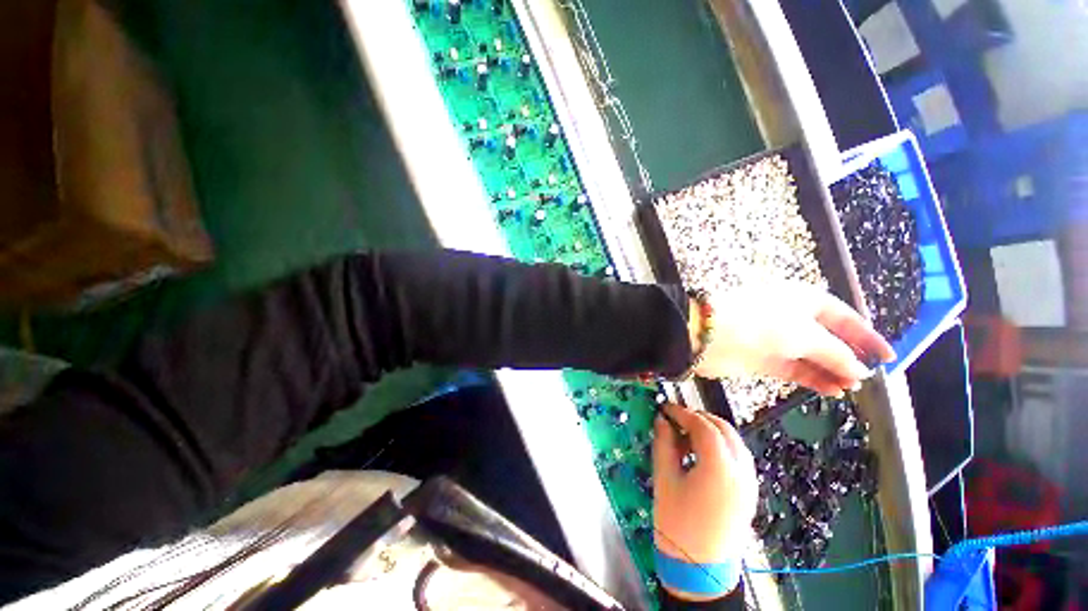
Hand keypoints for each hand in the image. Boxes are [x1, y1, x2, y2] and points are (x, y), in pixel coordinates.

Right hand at [653, 403, 757, 598]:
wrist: (700, 570)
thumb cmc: (678, 525)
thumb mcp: (665, 480)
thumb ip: (664, 444)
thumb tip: (662, 421)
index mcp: (720, 468)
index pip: (703, 426)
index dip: (682, 413)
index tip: (665, 409)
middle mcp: (741, 471)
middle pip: (722, 428)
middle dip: (697, 418)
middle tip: (675, 421)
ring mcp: (749, 482)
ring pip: (733, 440)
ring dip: (710, 430)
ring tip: (686, 437)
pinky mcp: (749, 491)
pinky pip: (738, 455)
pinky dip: (720, 445)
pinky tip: (701, 454)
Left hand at [691, 281, 894, 395]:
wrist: (708, 336)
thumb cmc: (760, 324)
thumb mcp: (806, 334)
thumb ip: (836, 352)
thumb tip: (861, 369)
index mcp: (801, 300)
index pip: (842, 316)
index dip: (866, 335)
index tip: (889, 356)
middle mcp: (789, 318)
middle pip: (826, 338)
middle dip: (848, 356)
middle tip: (869, 378)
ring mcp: (773, 340)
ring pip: (810, 356)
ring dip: (832, 371)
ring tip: (852, 388)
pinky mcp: (760, 359)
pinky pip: (793, 369)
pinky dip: (812, 379)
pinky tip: (831, 390)